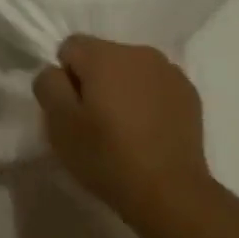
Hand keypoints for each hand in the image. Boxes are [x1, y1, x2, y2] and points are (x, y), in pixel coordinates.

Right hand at [32, 36, 213, 225]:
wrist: (169, 191)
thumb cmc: (107, 157)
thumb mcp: (60, 124)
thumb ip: (49, 86)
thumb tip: (56, 72)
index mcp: (105, 55)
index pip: (70, 47)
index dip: (64, 77)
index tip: (71, 110)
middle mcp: (140, 52)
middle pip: (103, 56)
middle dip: (93, 82)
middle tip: (94, 123)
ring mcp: (170, 72)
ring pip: (131, 71)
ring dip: (122, 90)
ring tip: (123, 130)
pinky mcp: (189, 94)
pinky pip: (156, 87)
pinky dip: (147, 101)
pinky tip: (148, 133)